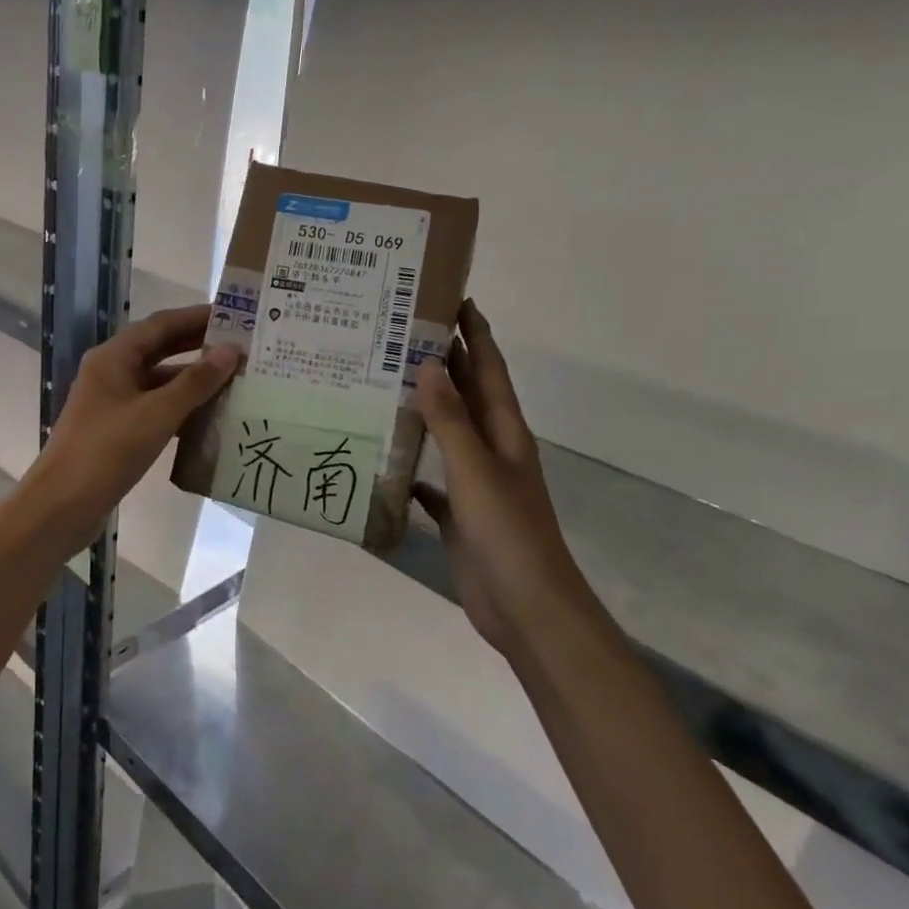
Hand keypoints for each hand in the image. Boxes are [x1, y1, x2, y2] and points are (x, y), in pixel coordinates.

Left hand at [25, 305, 237, 551]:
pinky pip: (155, 408)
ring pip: (159, 381)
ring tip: (235, 380)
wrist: (62, 506)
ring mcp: (113, 402)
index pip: (161, 324)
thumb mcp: (157, 414)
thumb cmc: (107, 451)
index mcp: (114, 357)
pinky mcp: (117, 430)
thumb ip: (195, 382)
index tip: (235, 316)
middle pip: (160, 349)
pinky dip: (181, 408)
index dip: (197, 317)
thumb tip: (230, 351)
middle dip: (198, 346)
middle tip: (241, 345)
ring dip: (193, 380)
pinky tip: (211, 417)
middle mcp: (111, 372)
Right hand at [413, 299, 583, 656]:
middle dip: (443, 361)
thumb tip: (427, 364)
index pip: (488, 369)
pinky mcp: (458, 513)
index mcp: (504, 432)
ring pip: (446, 432)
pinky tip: (382, 455)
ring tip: (381, 382)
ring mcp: (475, 482)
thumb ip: (450, 420)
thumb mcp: (476, 470)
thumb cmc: (508, 533)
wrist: (527, 610)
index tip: (453, 297)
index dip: (476, 333)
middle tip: (401, 330)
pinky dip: (410, 464)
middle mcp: (491, 449)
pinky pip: (430, 478)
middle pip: (466, 394)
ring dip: (423, 407)